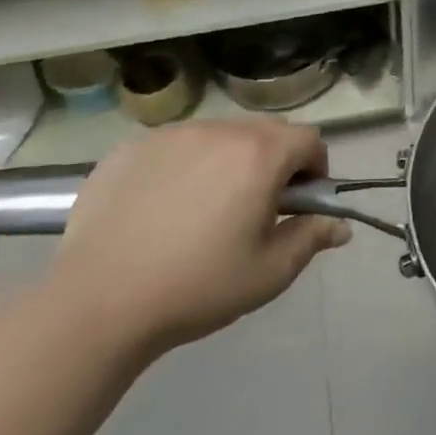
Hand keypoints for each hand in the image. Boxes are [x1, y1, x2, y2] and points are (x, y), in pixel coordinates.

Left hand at [47, 119, 350, 356]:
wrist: (96, 303)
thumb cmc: (197, 286)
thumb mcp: (269, 273)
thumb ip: (310, 238)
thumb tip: (339, 225)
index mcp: (260, 155)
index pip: (309, 139)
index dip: (314, 168)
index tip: (297, 204)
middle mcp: (220, 131)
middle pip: (266, 132)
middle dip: (273, 162)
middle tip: (253, 210)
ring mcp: (172, 135)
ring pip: (220, 136)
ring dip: (228, 161)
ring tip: (204, 209)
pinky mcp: (132, 147)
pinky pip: (176, 146)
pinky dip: (184, 166)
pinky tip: (161, 209)